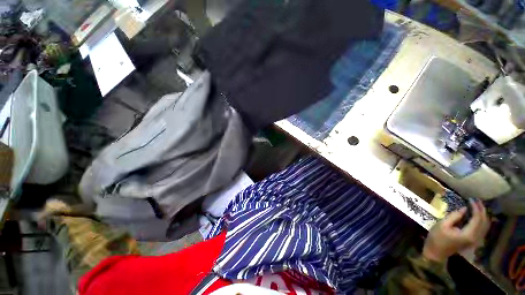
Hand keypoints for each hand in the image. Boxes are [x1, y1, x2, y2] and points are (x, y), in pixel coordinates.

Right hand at [423, 199, 489, 262]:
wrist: (436, 252)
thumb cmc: (437, 237)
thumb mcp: (442, 225)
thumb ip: (454, 216)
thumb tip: (464, 208)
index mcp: (468, 234)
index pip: (477, 218)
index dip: (476, 207)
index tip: (471, 199)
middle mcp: (475, 237)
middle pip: (484, 222)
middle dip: (482, 210)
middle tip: (476, 200)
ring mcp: (475, 240)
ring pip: (485, 226)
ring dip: (483, 215)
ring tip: (478, 206)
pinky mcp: (473, 240)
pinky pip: (482, 229)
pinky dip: (482, 221)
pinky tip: (477, 216)